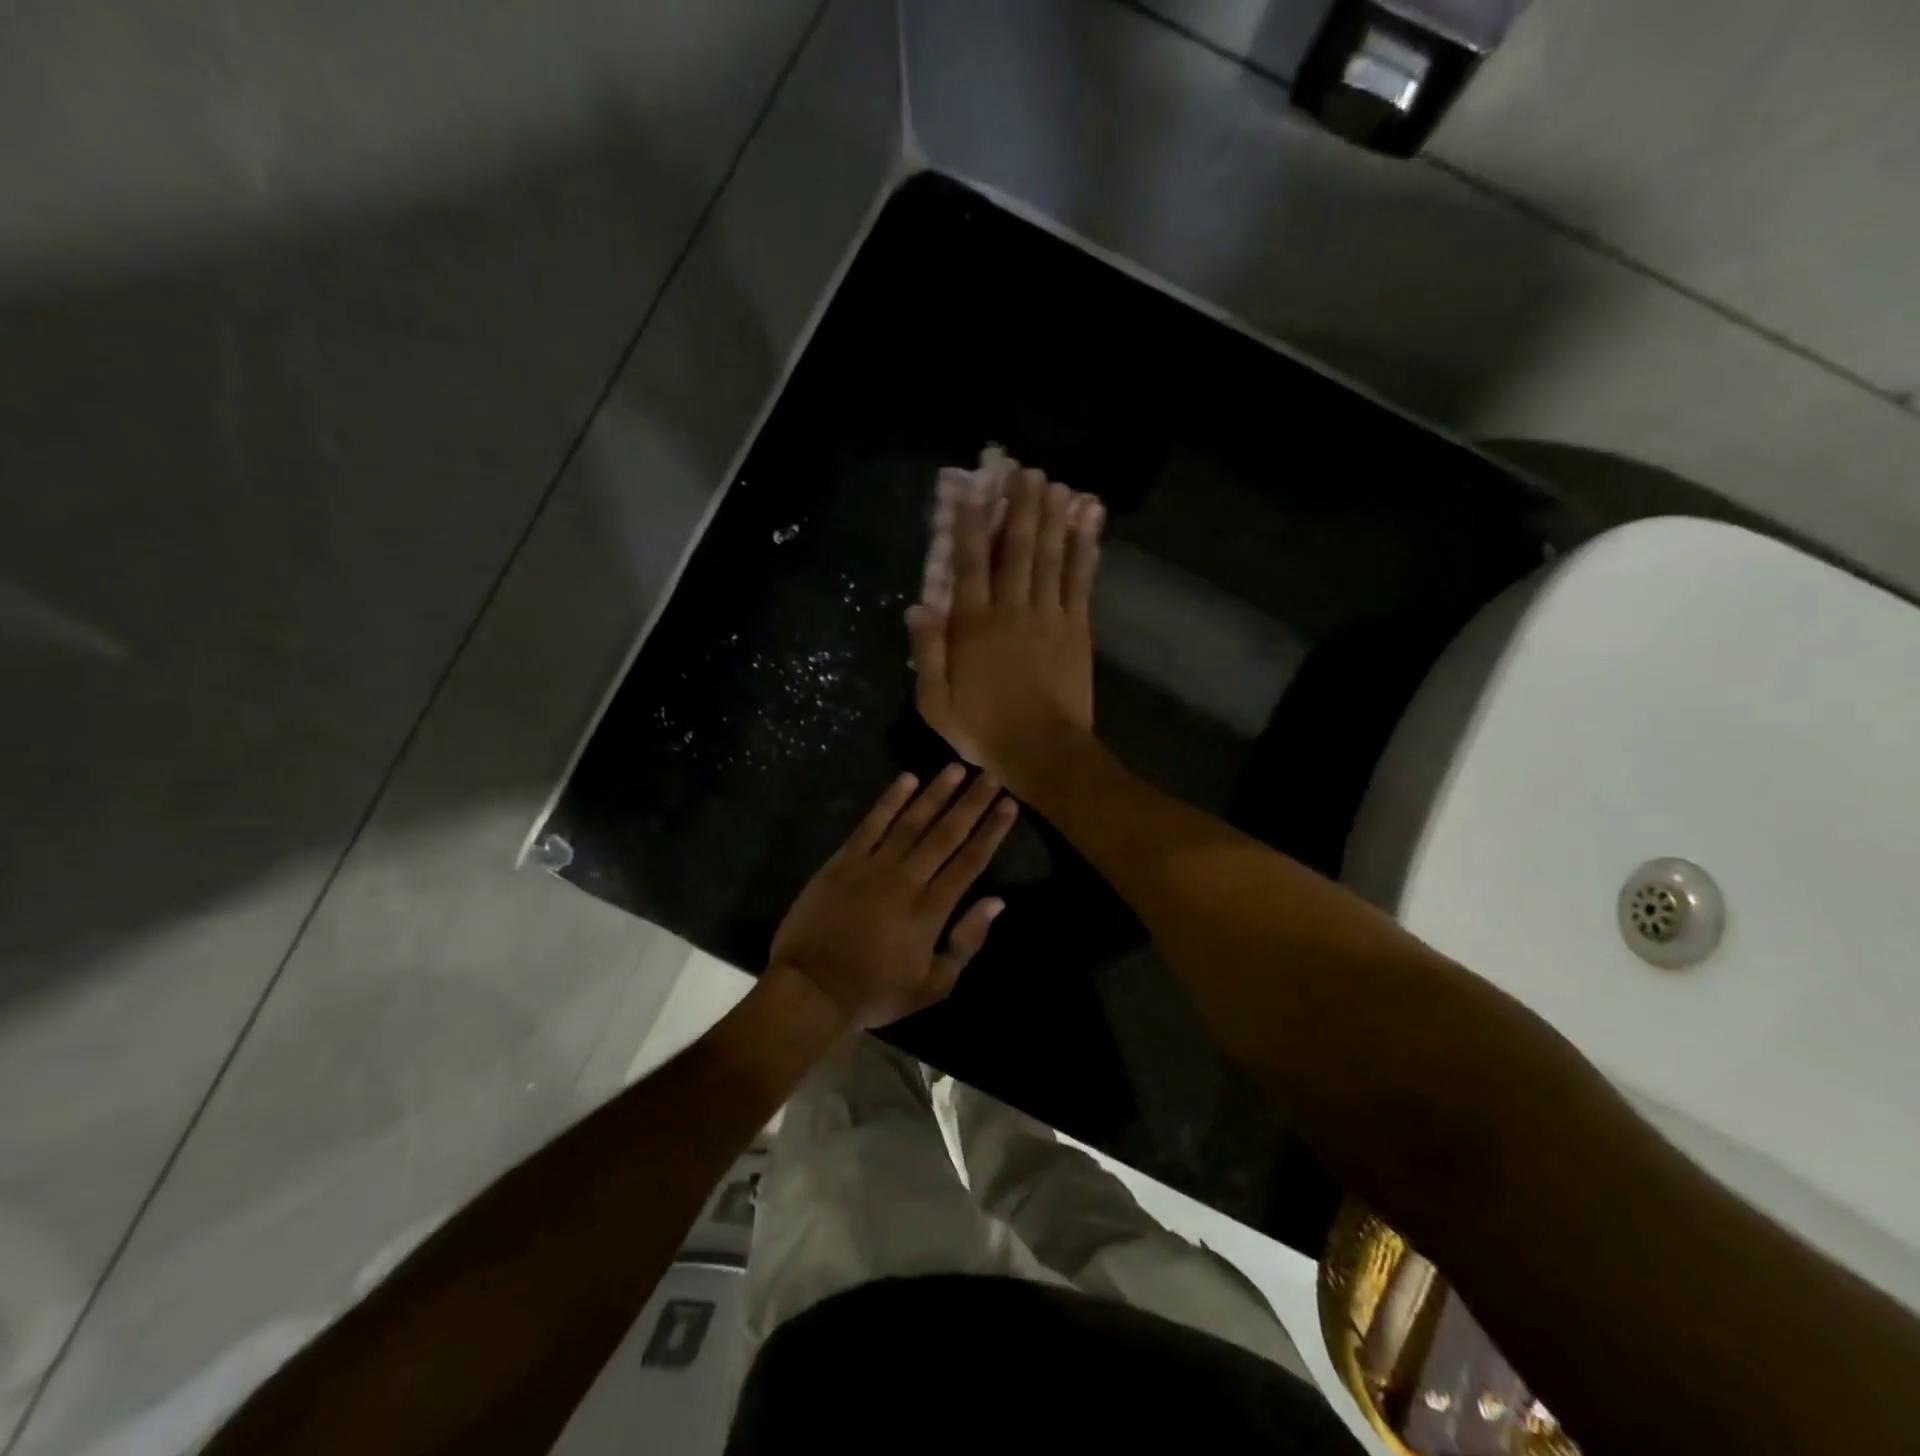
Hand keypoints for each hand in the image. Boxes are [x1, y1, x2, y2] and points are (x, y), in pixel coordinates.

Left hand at [768, 766, 1016, 1031]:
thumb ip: (966, 943)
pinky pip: (870, 824)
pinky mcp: (843, 861)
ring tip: (956, 768)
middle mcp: (907, 879)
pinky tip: (906, 778)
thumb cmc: (874, 992)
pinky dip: (889, 800)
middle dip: (971, 803)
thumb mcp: (932, 986)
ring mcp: (873, 866)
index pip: (970, 861)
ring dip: (936, 793)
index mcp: (932, 910)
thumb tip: (996, 902)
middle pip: (946, 834)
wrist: (810, 989)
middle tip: (991, 775)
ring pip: (912, 821)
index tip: (1008, 804)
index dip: (991, 831)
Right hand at [908, 457, 1104, 790]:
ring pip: (1050, 557)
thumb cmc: (984, 730)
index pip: (968, 566)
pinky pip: (1080, 582)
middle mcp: (1012, 610)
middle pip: (1015, 550)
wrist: (1043, 751)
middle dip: (1020, 508)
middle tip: (1026, 472)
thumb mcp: (936, 702)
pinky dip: (1085, 551)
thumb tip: (919, 606)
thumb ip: (927, 652)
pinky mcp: (1077, 629)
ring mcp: (1049, 616)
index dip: (969, 526)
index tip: (971, 493)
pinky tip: (1088, 525)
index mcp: (974, 627)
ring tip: (1056, 485)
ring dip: (1053, 518)